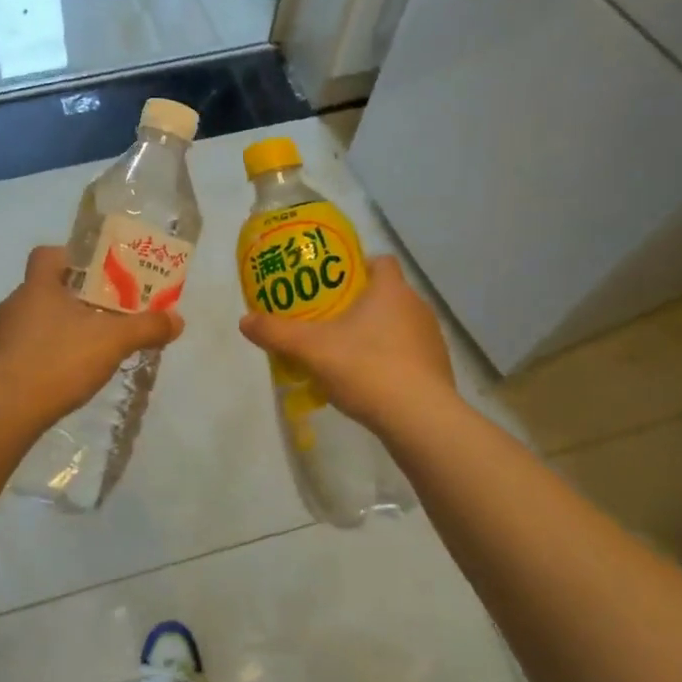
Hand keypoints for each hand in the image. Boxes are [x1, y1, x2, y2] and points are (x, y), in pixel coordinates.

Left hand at [0, 246, 184, 425]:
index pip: (47, 254)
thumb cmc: (58, 361)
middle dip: (70, 300)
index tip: (94, 274)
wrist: (5, 410)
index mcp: (37, 287)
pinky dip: (39, 358)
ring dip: (53, 330)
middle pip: (42, 290)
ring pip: (30, 322)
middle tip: (99, 315)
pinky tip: (59, 378)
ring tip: (82, 350)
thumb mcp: (112, 342)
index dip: (70, 258)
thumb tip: (177, 319)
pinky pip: (19, 352)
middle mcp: (12, 305)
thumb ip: (146, 328)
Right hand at [239, 256, 457, 428]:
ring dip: (374, 333)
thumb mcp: (310, 349)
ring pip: (397, 325)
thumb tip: (244, 321)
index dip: (357, 267)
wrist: (419, 419)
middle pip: (386, 294)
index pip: (380, 262)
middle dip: (358, 304)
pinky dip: (389, 360)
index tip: (332, 284)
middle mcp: (416, 307)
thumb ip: (276, 333)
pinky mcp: (438, 369)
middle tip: (327, 319)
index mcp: (391, 290)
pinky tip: (367, 380)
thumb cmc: (366, 368)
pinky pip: (407, 354)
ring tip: (344, 352)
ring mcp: (431, 339)